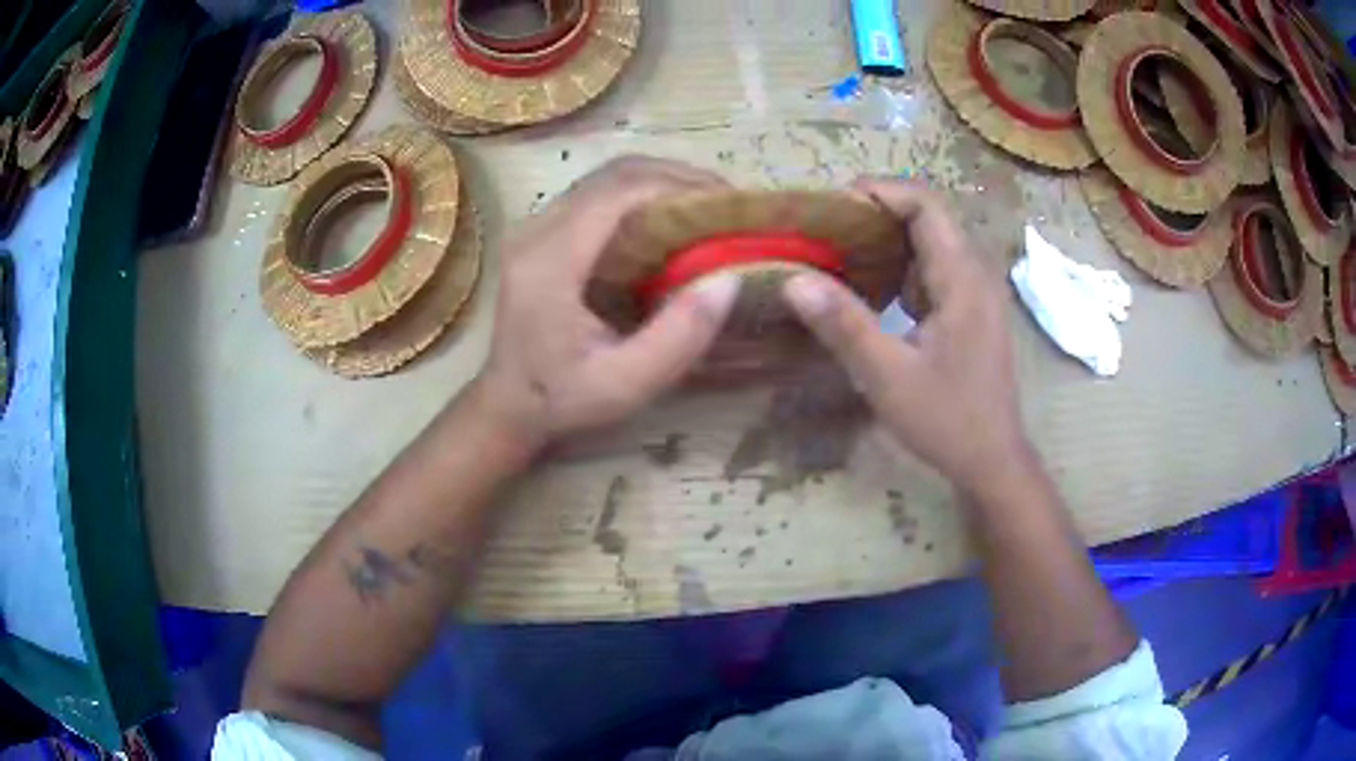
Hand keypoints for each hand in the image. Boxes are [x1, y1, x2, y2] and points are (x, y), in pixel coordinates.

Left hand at [475, 156, 740, 454]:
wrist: (508, 404)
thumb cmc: (562, 399)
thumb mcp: (625, 385)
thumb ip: (678, 338)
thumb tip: (729, 280)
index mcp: (550, 262)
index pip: (619, 193)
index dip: (678, 185)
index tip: (727, 202)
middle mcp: (536, 230)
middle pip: (613, 174)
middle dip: (675, 177)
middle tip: (723, 204)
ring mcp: (533, 226)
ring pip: (604, 178)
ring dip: (658, 182)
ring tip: (702, 208)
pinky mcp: (539, 231)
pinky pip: (595, 194)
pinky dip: (638, 195)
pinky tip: (665, 220)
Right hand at [782, 178, 1027, 488]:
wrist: (993, 461)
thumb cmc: (947, 420)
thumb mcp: (889, 376)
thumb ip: (845, 325)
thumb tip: (794, 279)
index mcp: (962, 279)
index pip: (926, 205)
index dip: (882, 191)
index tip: (834, 203)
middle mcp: (975, 275)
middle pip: (930, 218)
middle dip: (878, 215)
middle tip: (828, 230)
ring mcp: (977, 294)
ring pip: (933, 244)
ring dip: (889, 241)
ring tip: (843, 254)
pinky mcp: (972, 313)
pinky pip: (936, 271)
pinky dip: (903, 268)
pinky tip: (875, 292)